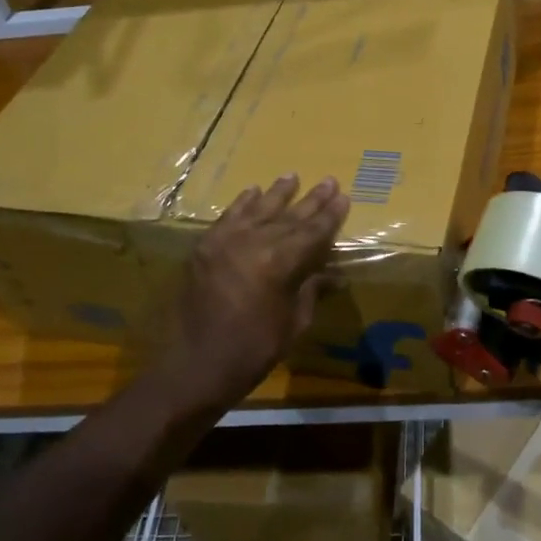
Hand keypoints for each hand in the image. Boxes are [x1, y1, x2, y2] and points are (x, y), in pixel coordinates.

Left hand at [152, 174, 349, 411]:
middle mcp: (254, 242)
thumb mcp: (293, 322)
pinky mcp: (205, 247)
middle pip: (289, 216)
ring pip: (258, 209)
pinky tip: (253, 191)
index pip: (313, 232)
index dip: (330, 216)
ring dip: (277, 193)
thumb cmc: (254, 350)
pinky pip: (228, 217)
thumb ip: (310, 290)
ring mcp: (226, 241)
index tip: (343, 197)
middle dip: (311, 200)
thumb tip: (332, 275)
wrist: (197, 364)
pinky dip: (242, 203)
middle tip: (329, 181)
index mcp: (281, 262)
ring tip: (292, 176)